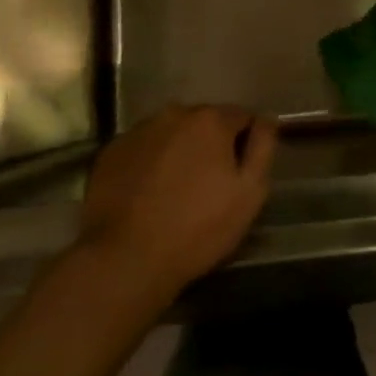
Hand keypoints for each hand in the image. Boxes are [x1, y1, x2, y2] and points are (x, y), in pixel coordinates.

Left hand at [72, 106, 277, 314]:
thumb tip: (266, 119)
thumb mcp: (250, 192)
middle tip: (209, 184)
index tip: (240, 172)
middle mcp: (173, 114)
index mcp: (210, 120)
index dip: (246, 143)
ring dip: (179, 151)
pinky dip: (150, 163)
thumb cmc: (198, 227)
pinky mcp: (109, 154)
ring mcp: (137, 132)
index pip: (242, 116)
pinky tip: (148, 194)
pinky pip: (143, 149)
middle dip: (211, 144)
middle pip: (204, 122)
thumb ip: (263, 147)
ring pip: (171, 134)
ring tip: (176, 190)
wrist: (125, 260)